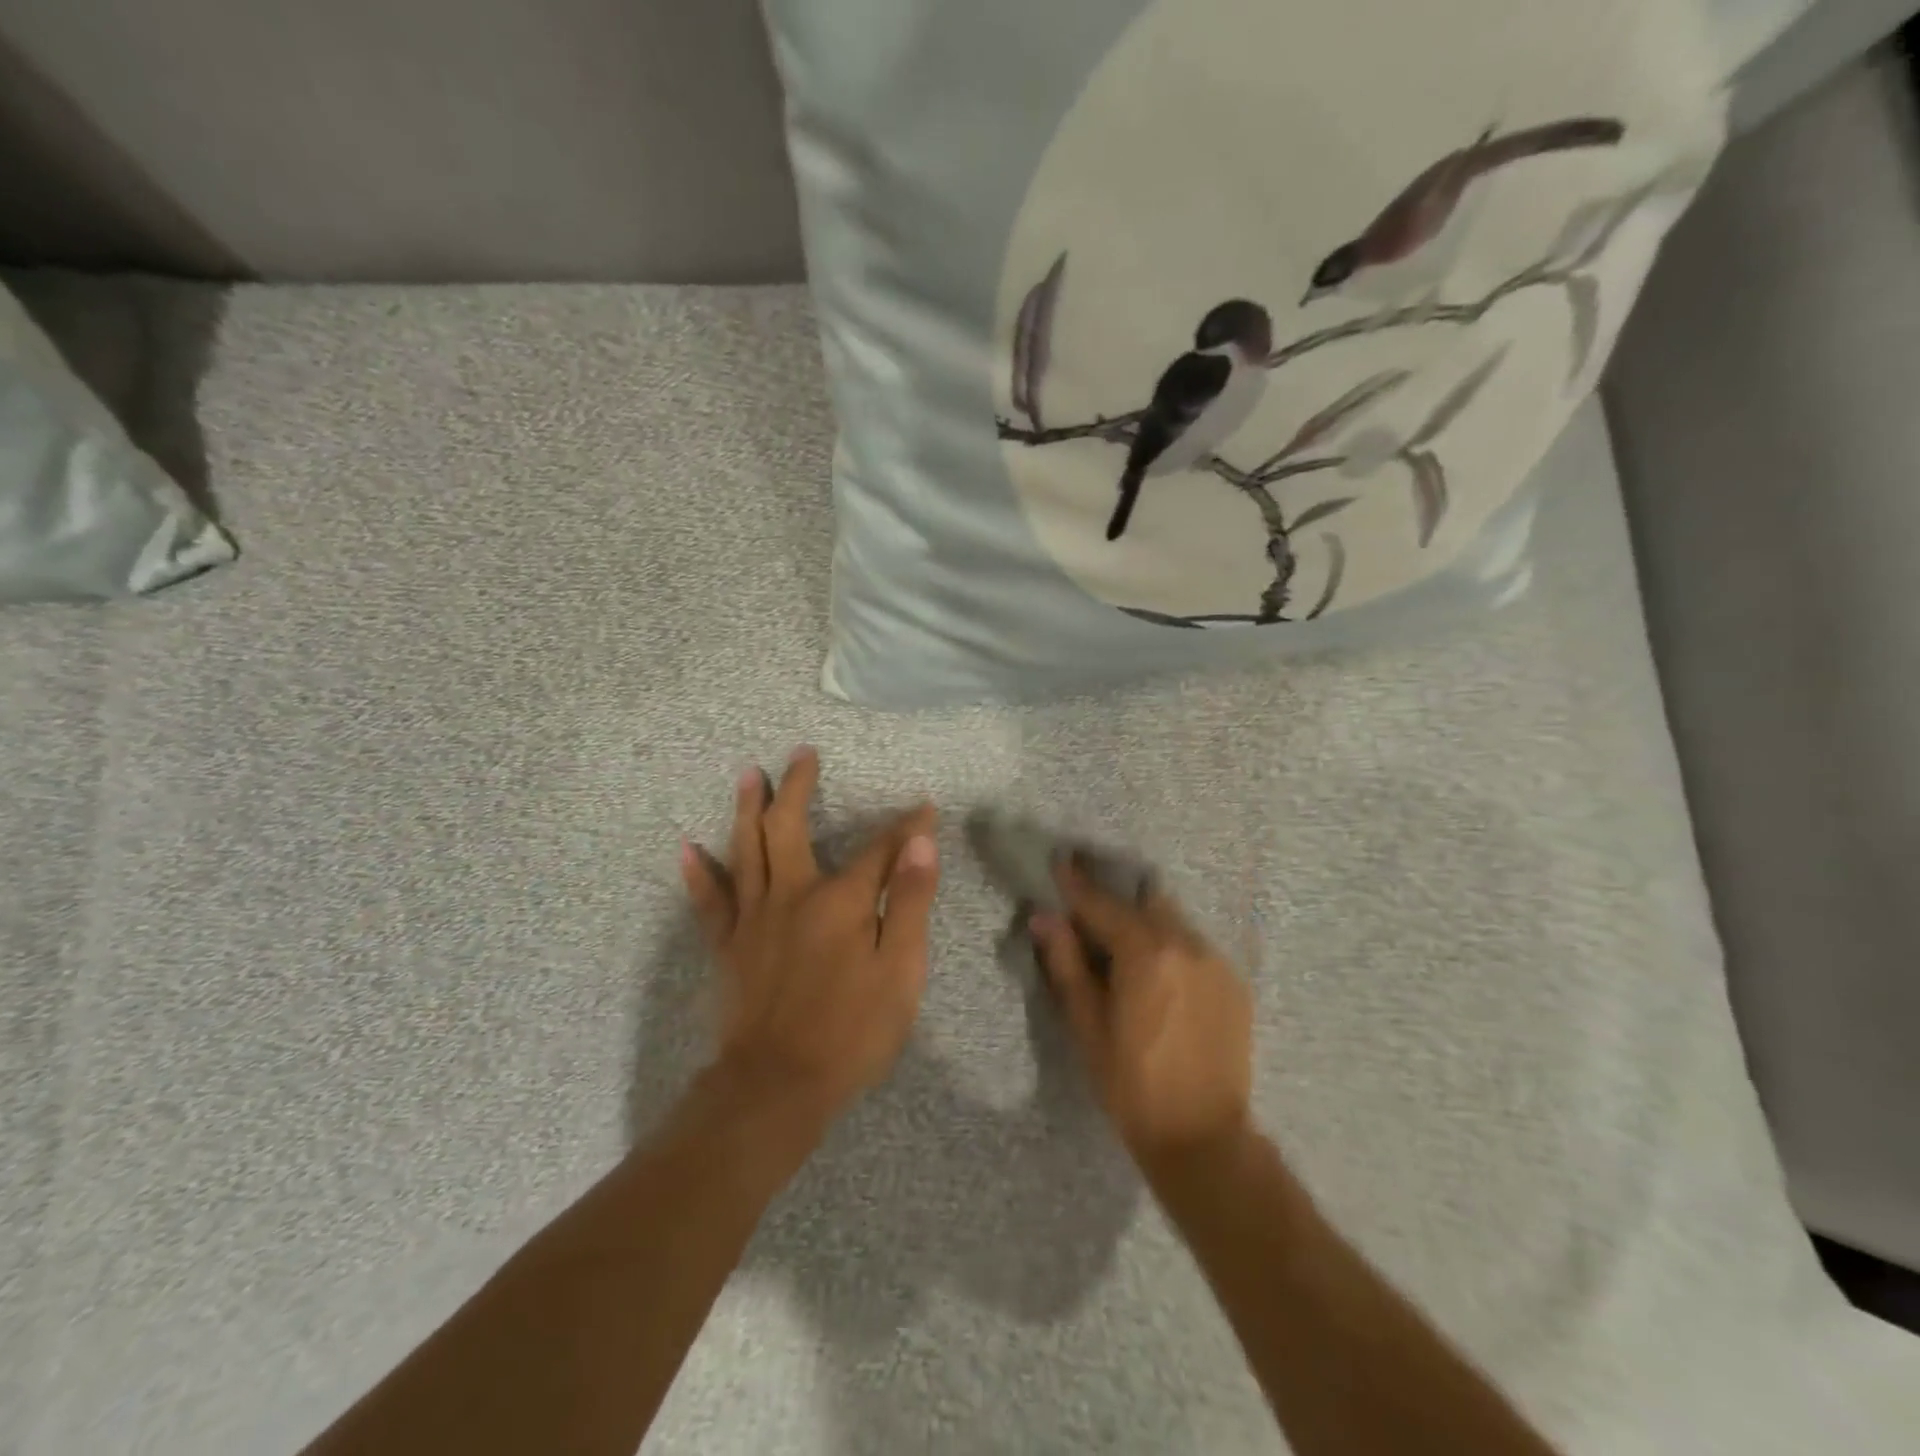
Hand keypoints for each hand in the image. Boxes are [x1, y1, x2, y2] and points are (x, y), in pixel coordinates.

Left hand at [680, 746, 939, 1126]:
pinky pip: (709, 902)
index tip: (924, 808)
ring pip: (746, 849)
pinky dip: (699, 874)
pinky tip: (688, 848)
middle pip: (790, 827)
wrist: (777, 1087)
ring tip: (748, 774)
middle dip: (799, 786)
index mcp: (842, 901)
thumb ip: (911, 902)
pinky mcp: (728, 946)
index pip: (880, 849)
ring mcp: (754, 918)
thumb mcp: (901, 971)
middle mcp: (793, 894)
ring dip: (746, 807)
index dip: (906, 827)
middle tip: (802, 754)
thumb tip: (922, 843)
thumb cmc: (852, 1032)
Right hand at [1032, 862, 1253, 1165]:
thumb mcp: (1088, 1026)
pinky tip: (1157, 974)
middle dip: (1114, 901)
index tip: (1060, 862)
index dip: (1077, 885)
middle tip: (1088, 910)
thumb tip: (1044, 918)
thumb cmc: (1131, 1086)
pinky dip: (1169, 946)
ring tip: (1122, 944)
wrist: (1203, 1139)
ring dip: (1143, 923)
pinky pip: (1193, 946)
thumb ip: (1067, 964)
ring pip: (1171, 921)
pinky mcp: (1233, 982)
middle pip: (1143, 903)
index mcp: (1146, 953)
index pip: (1102, 906)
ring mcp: (1215, 962)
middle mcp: (1186, 944)